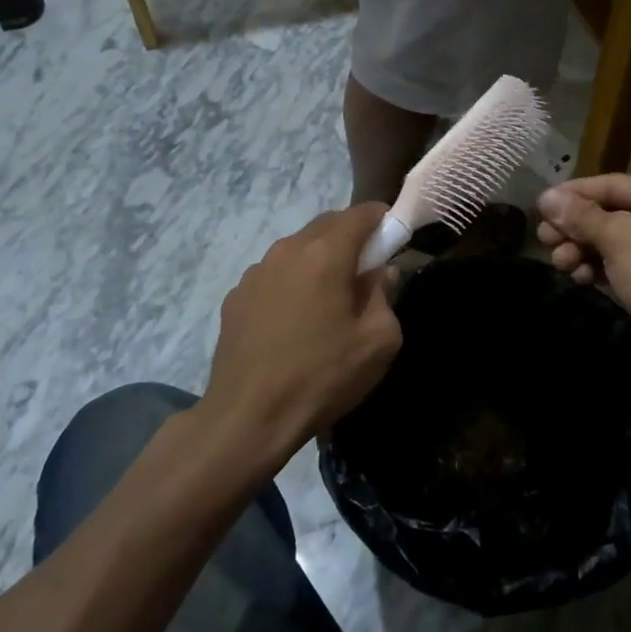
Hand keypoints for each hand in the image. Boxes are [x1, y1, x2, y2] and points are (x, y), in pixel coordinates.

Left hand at [201, 204, 402, 470]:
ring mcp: (256, 272)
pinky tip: (294, 321)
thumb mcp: (378, 341)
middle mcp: (288, 250)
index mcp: (326, 253)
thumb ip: (386, 295)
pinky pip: (274, 275)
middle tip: (367, 269)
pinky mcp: (235, 297)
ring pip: (298, 249)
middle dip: (351, 237)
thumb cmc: (322, 376)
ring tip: (328, 299)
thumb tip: (381, 274)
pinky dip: (292, 283)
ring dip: (319, 260)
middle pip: (327, 225)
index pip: (361, 213)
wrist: (247, 418)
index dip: (382, 218)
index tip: (394, 236)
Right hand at [536, 175, 630, 374]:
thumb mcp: (619, 238)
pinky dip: (600, 269)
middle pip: (612, 214)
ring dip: (583, 250)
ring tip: (559, 263)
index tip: (539, 207)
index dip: (573, 194)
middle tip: (544, 241)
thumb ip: (581, 216)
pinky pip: (624, 266)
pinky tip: (578, 277)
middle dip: (575, 227)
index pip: (612, 184)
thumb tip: (546, 197)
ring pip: (615, 242)